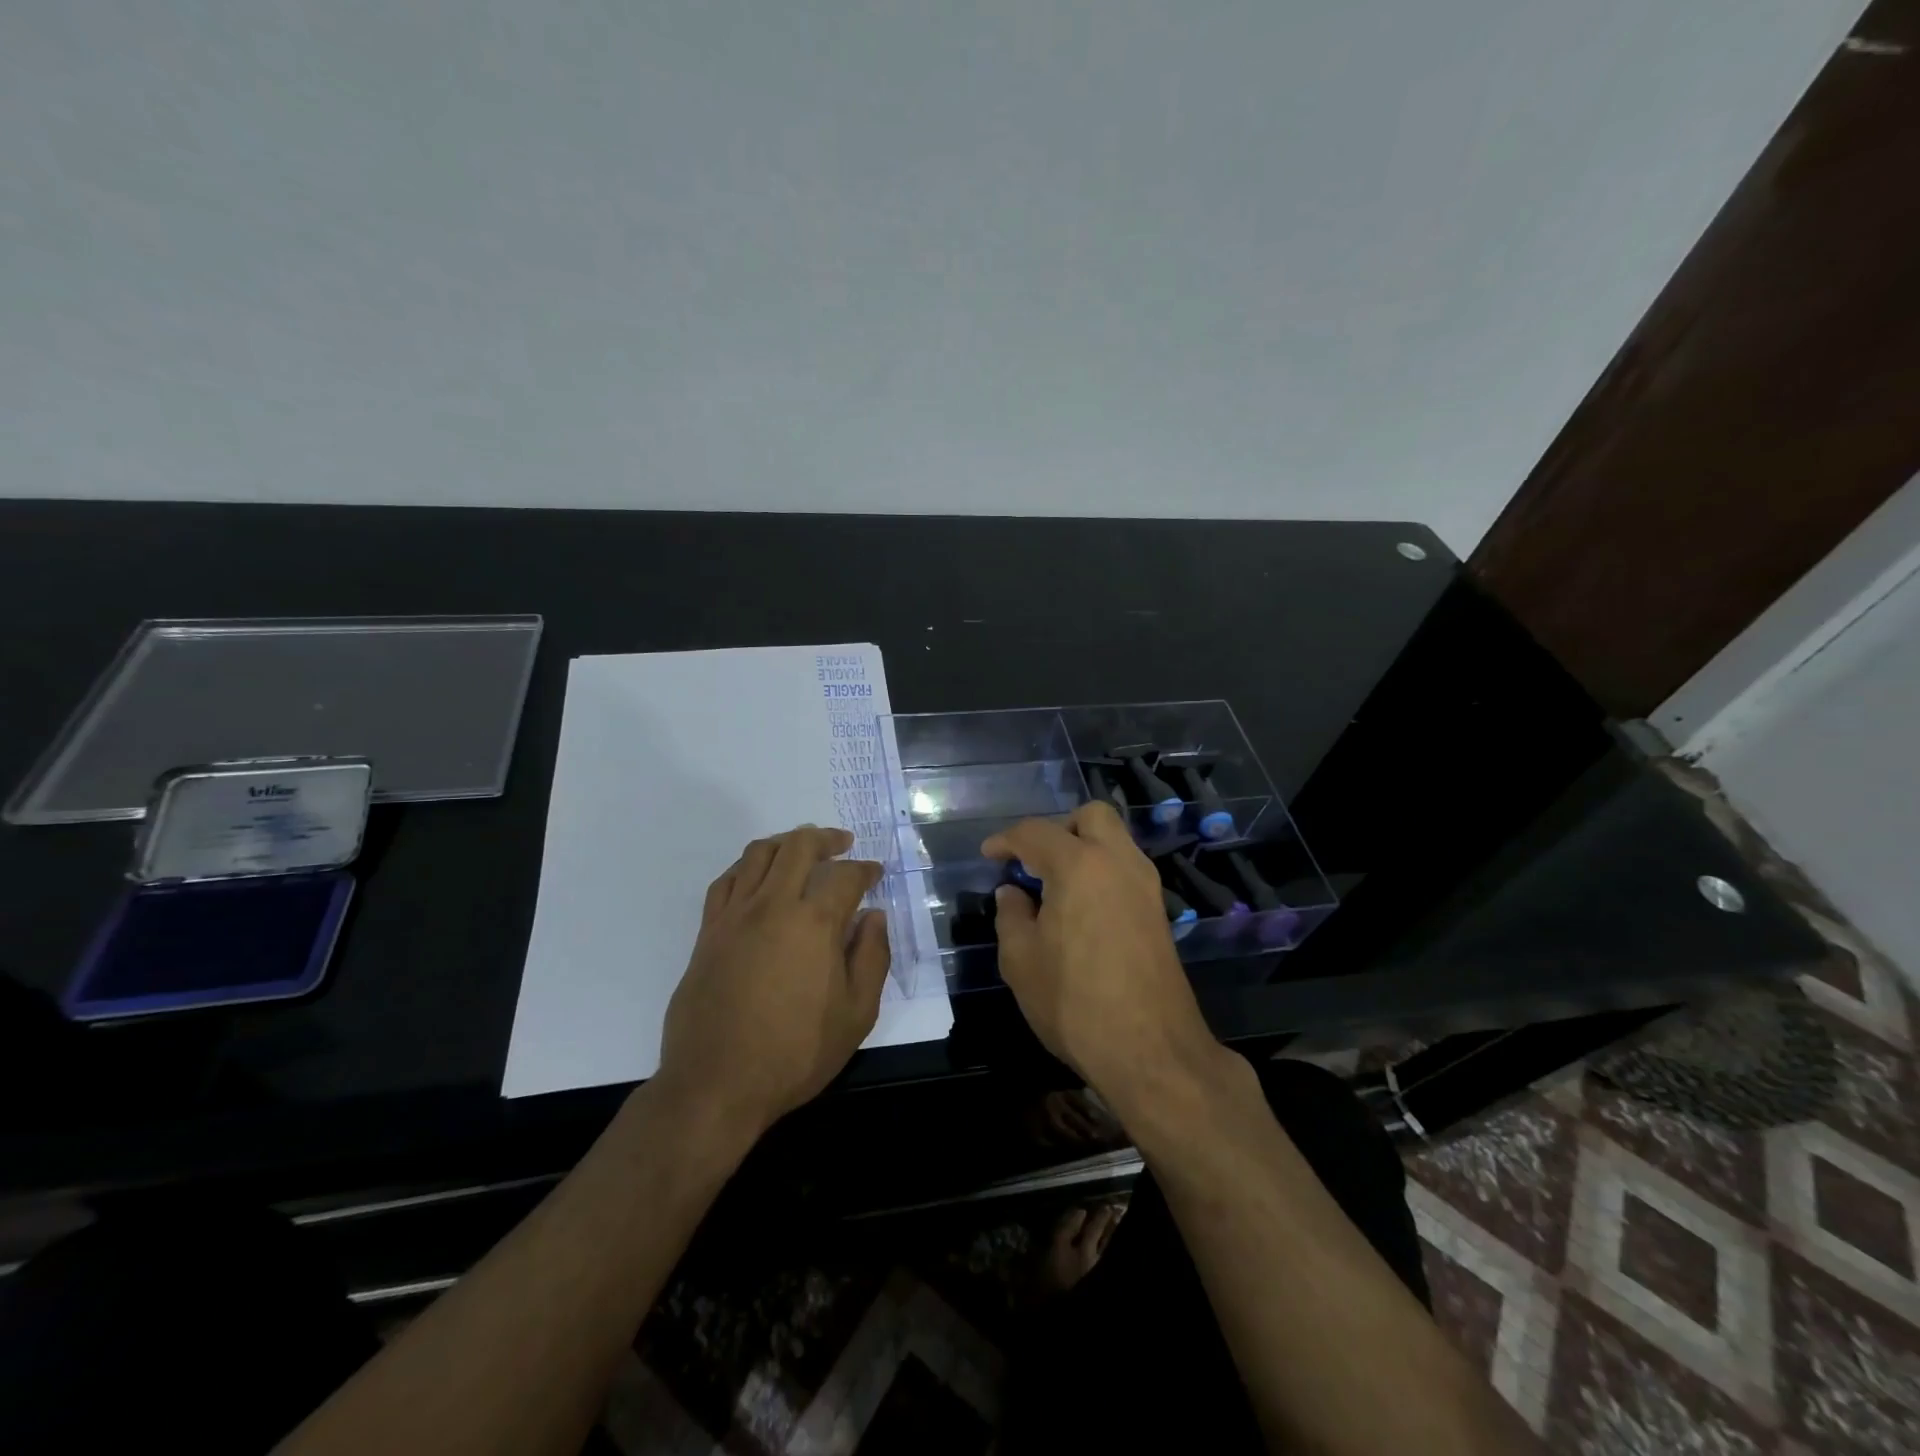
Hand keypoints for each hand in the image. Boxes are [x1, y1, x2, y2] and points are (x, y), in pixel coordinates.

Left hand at [657, 825, 889, 1133]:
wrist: (716, 1084)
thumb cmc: (795, 1052)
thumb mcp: (857, 1014)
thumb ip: (872, 957)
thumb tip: (873, 917)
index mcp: (814, 923)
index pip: (845, 876)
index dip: (865, 869)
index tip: (875, 874)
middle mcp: (773, 905)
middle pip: (798, 846)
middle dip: (825, 838)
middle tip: (842, 844)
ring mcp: (735, 915)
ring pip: (759, 854)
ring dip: (786, 842)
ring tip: (801, 850)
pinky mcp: (708, 932)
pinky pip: (727, 880)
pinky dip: (748, 867)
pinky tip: (758, 877)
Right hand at [983, 803, 1224, 1108]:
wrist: (1151, 1051)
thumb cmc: (1075, 1002)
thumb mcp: (1021, 961)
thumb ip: (1011, 916)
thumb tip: (1013, 893)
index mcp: (1079, 865)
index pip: (1036, 832)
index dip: (1006, 840)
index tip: (989, 855)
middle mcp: (1118, 862)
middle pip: (1092, 816)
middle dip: (1058, 828)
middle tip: (1034, 861)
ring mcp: (1145, 886)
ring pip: (1115, 840)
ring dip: (1084, 848)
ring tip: (1054, 885)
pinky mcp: (1159, 912)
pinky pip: (1126, 869)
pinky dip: (1102, 872)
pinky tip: (1081, 908)